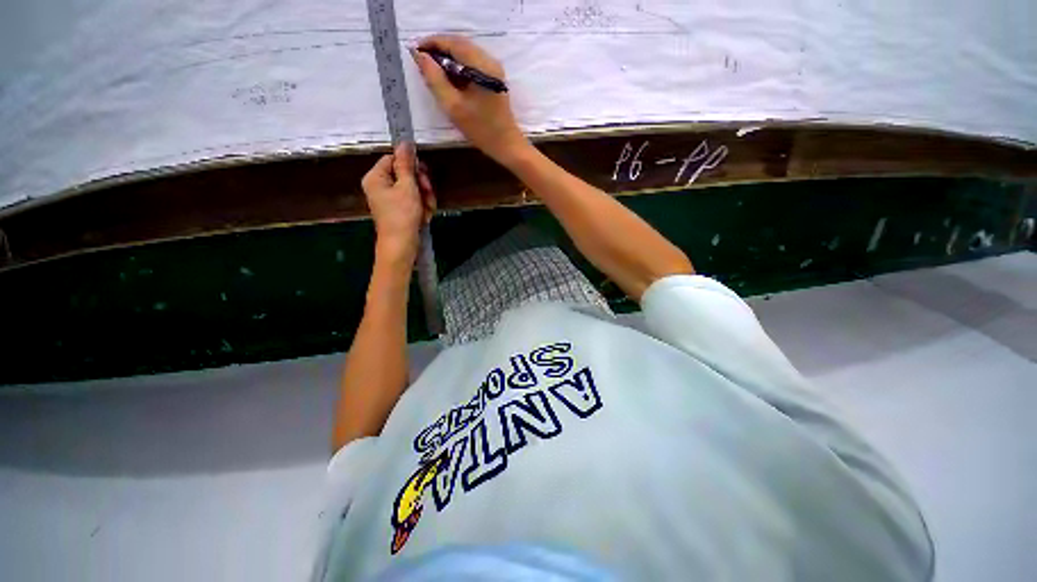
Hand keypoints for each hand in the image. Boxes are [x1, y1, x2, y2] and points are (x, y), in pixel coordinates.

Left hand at [360, 143, 435, 259]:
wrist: (401, 245)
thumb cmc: (402, 215)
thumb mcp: (407, 187)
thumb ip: (406, 164)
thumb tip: (404, 142)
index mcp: (375, 177)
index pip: (393, 159)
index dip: (410, 165)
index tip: (423, 173)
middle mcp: (380, 186)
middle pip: (405, 174)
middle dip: (421, 185)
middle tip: (428, 194)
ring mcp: (389, 199)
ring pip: (412, 189)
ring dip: (425, 197)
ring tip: (428, 209)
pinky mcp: (399, 210)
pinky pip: (413, 201)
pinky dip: (422, 207)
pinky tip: (425, 216)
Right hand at [412, 35, 529, 165]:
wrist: (506, 144)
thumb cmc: (481, 129)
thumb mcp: (453, 106)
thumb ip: (434, 79)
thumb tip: (419, 56)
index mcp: (482, 66)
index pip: (453, 42)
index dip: (432, 42)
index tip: (414, 50)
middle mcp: (490, 61)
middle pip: (460, 44)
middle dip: (438, 48)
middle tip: (421, 60)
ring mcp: (494, 69)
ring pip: (465, 52)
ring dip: (447, 57)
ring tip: (431, 68)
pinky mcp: (494, 77)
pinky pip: (471, 62)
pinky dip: (457, 65)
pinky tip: (448, 77)